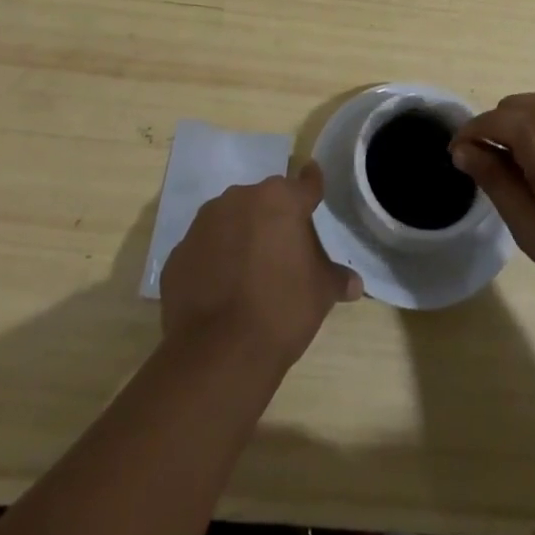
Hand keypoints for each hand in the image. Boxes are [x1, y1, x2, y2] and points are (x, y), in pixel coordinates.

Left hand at [160, 163, 362, 368]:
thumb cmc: (281, 310)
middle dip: (274, 218)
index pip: (305, 183)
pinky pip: (205, 248)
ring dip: (241, 235)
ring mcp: (204, 223)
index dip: (312, 186)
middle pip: (264, 201)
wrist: (217, 353)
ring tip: (249, 270)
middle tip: (284, 249)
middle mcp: (240, 198)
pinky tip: (221, 288)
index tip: (314, 181)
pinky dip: (214, 260)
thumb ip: (336, 278)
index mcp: (280, 199)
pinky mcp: (179, 252)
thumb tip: (355, 283)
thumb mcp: (321, 293)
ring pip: (231, 219)